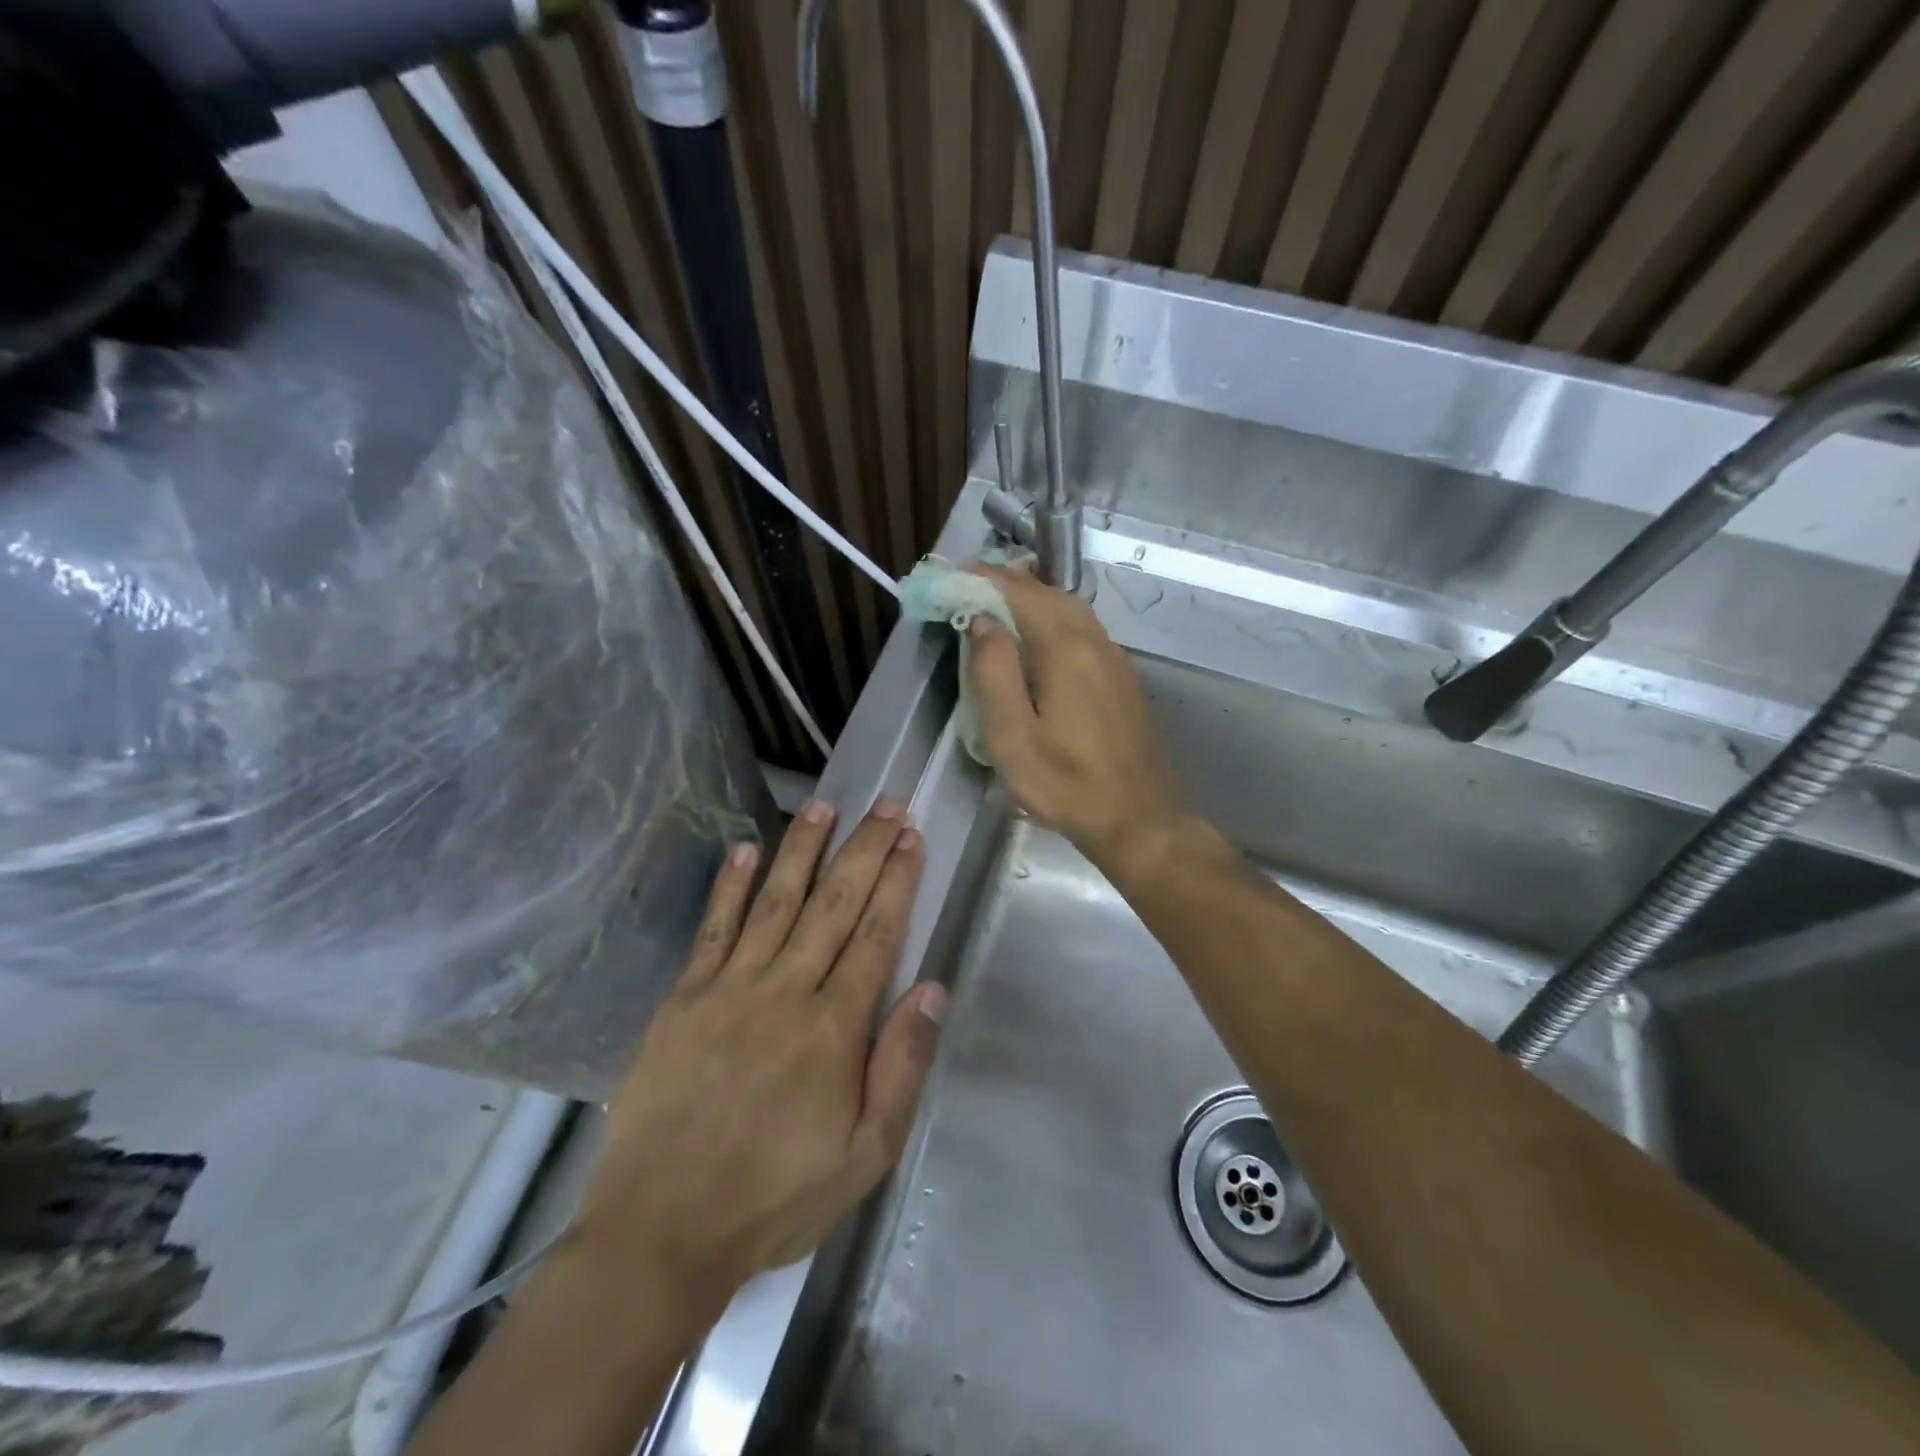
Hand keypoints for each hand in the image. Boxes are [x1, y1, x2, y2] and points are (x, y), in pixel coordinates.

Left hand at [571, 799, 946, 1311]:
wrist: (661, 1232)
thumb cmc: (775, 1198)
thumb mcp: (864, 1154)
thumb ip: (901, 1067)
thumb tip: (932, 989)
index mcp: (834, 1028)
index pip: (876, 935)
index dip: (897, 881)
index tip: (911, 837)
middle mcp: (785, 991)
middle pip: (834, 904)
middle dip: (864, 849)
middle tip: (886, 803)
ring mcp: (730, 988)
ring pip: (776, 902)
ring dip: (802, 850)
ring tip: (824, 805)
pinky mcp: (684, 997)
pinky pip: (713, 930)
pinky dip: (730, 887)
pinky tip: (745, 849)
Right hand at [967, 563, 1183, 874]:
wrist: (1137, 819)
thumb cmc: (1065, 784)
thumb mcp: (1012, 738)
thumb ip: (993, 674)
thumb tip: (983, 621)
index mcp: (1065, 650)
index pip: (1019, 593)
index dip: (982, 578)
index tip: (949, 574)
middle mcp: (1094, 641)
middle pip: (1047, 592)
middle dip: (1006, 581)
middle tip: (966, 583)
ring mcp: (1113, 657)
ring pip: (1069, 607)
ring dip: (1031, 596)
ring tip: (995, 602)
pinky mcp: (1120, 677)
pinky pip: (1082, 628)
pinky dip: (1052, 616)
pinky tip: (1036, 636)